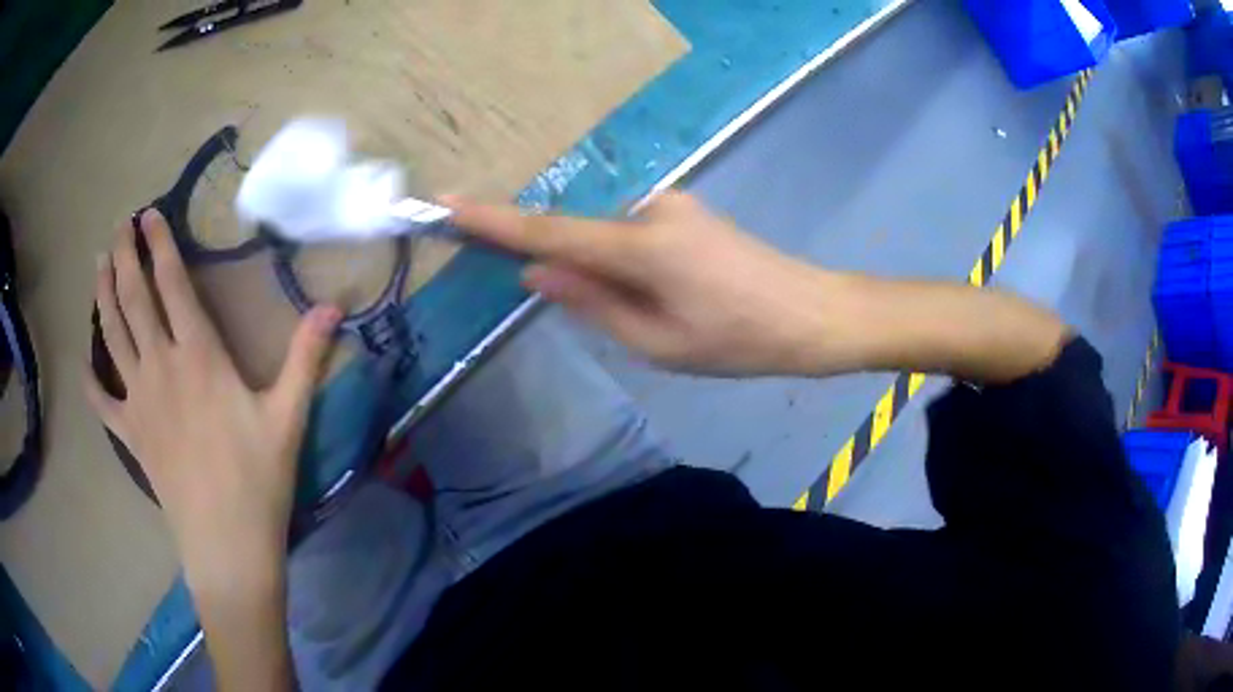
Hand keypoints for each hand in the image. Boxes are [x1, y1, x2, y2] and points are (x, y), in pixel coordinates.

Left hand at [85, 209, 339, 590]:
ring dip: (103, 296)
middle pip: (134, 300)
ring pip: (113, 336)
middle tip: (118, 227)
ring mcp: (139, 401)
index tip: (148, 215)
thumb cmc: (258, 481)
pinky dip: (91, 381)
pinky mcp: (131, 435)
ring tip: (98, 265)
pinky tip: (84, 364)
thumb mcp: (288, 418)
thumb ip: (305, 357)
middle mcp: (161, 367)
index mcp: (199, 357)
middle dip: (124, 257)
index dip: (159, 245)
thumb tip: (333, 306)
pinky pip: (103, 402)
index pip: (172, 285)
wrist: (227, 545)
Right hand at [445, 192, 859, 375]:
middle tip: (610, 315)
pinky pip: (633, 236)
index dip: (494, 220)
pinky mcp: (685, 212)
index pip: (549, 230)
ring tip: (660, 318)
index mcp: (641, 247)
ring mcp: (671, 206)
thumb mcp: (658, 343)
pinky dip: (627, 264)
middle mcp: (650, 210)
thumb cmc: (740, 341)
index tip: (446, 203)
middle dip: (568, 269)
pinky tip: (668, 299)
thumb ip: (592, 303)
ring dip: (607, 275)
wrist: (813, 314)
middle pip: (580, 236)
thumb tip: (535, 273)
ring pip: (609, 239)